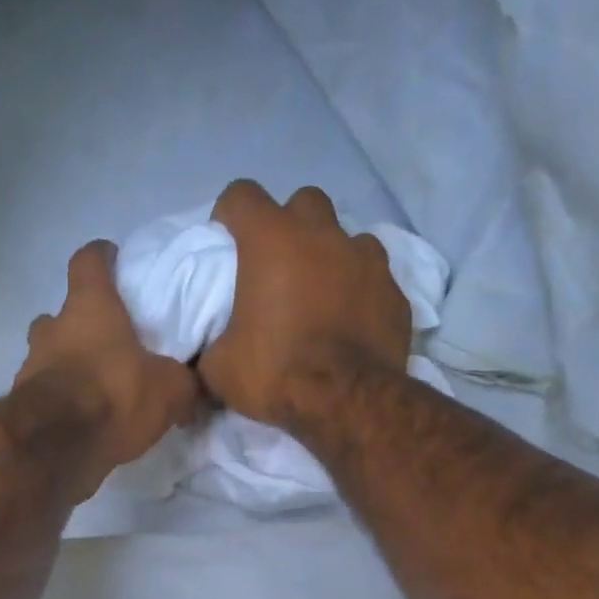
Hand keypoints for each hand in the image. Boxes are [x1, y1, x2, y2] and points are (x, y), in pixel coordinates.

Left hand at [15, 240, 201, 492]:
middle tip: (110, 343)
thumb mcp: (170, 388)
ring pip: (50, 354)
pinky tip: (85, 419)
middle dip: (83, 325)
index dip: (102, 257)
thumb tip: (196, 386)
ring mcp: (31, 365)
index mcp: (89, 307)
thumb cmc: (114, 395)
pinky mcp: (23, 403)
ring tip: (98, 387)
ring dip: (70, 365)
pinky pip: (46, 392)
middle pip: (62, 313)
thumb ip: (185, 381)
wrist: (57, 446)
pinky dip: (62, 400)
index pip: (88, 260)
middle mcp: (53, 328)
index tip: (115, 261)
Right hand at [200, 181, 412, 427]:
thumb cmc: (275, 373)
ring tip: (321, 292)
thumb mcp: (219, 369)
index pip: (242, 195)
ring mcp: (367, 260)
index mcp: (271, 240)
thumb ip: (208, 348)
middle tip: (278, 265)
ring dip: (331, 255)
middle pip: (303, 202)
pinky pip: (375, 278)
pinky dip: (361, 291)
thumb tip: (202, 357)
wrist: (346, 403)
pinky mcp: (396, 292)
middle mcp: (322, 235)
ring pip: (347, 236)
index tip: (226, 243)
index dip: (230, 214)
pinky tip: (352, 320)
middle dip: (289, 224)